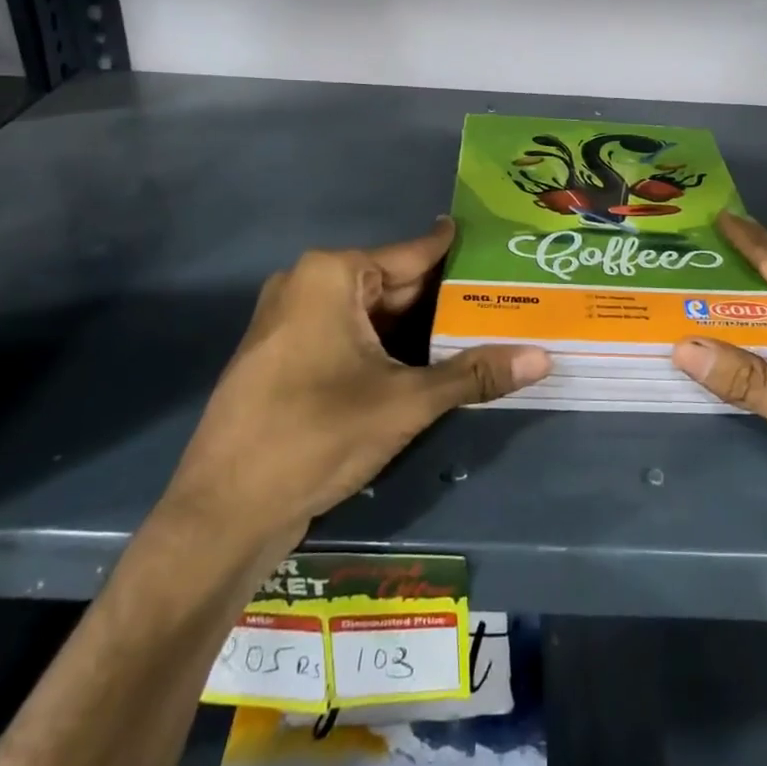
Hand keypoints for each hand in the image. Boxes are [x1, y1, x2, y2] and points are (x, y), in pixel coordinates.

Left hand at [161, 219, 550, 543]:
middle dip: (446, 302)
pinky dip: (388, 349)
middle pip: (395, 286)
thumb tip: (543, 358)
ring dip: (419, 331)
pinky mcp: (286, 357)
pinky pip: (350, 338)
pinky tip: (430, 364)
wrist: (222, 514)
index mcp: (331, 274)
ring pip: (373, 316)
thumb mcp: (405, 402)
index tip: (502, 250)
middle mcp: (307, 285)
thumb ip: (474, 374)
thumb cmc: (315, 435)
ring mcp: (291, 321)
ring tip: (481, 334)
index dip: (461, 256)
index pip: (415, 254)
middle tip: (506, 304)